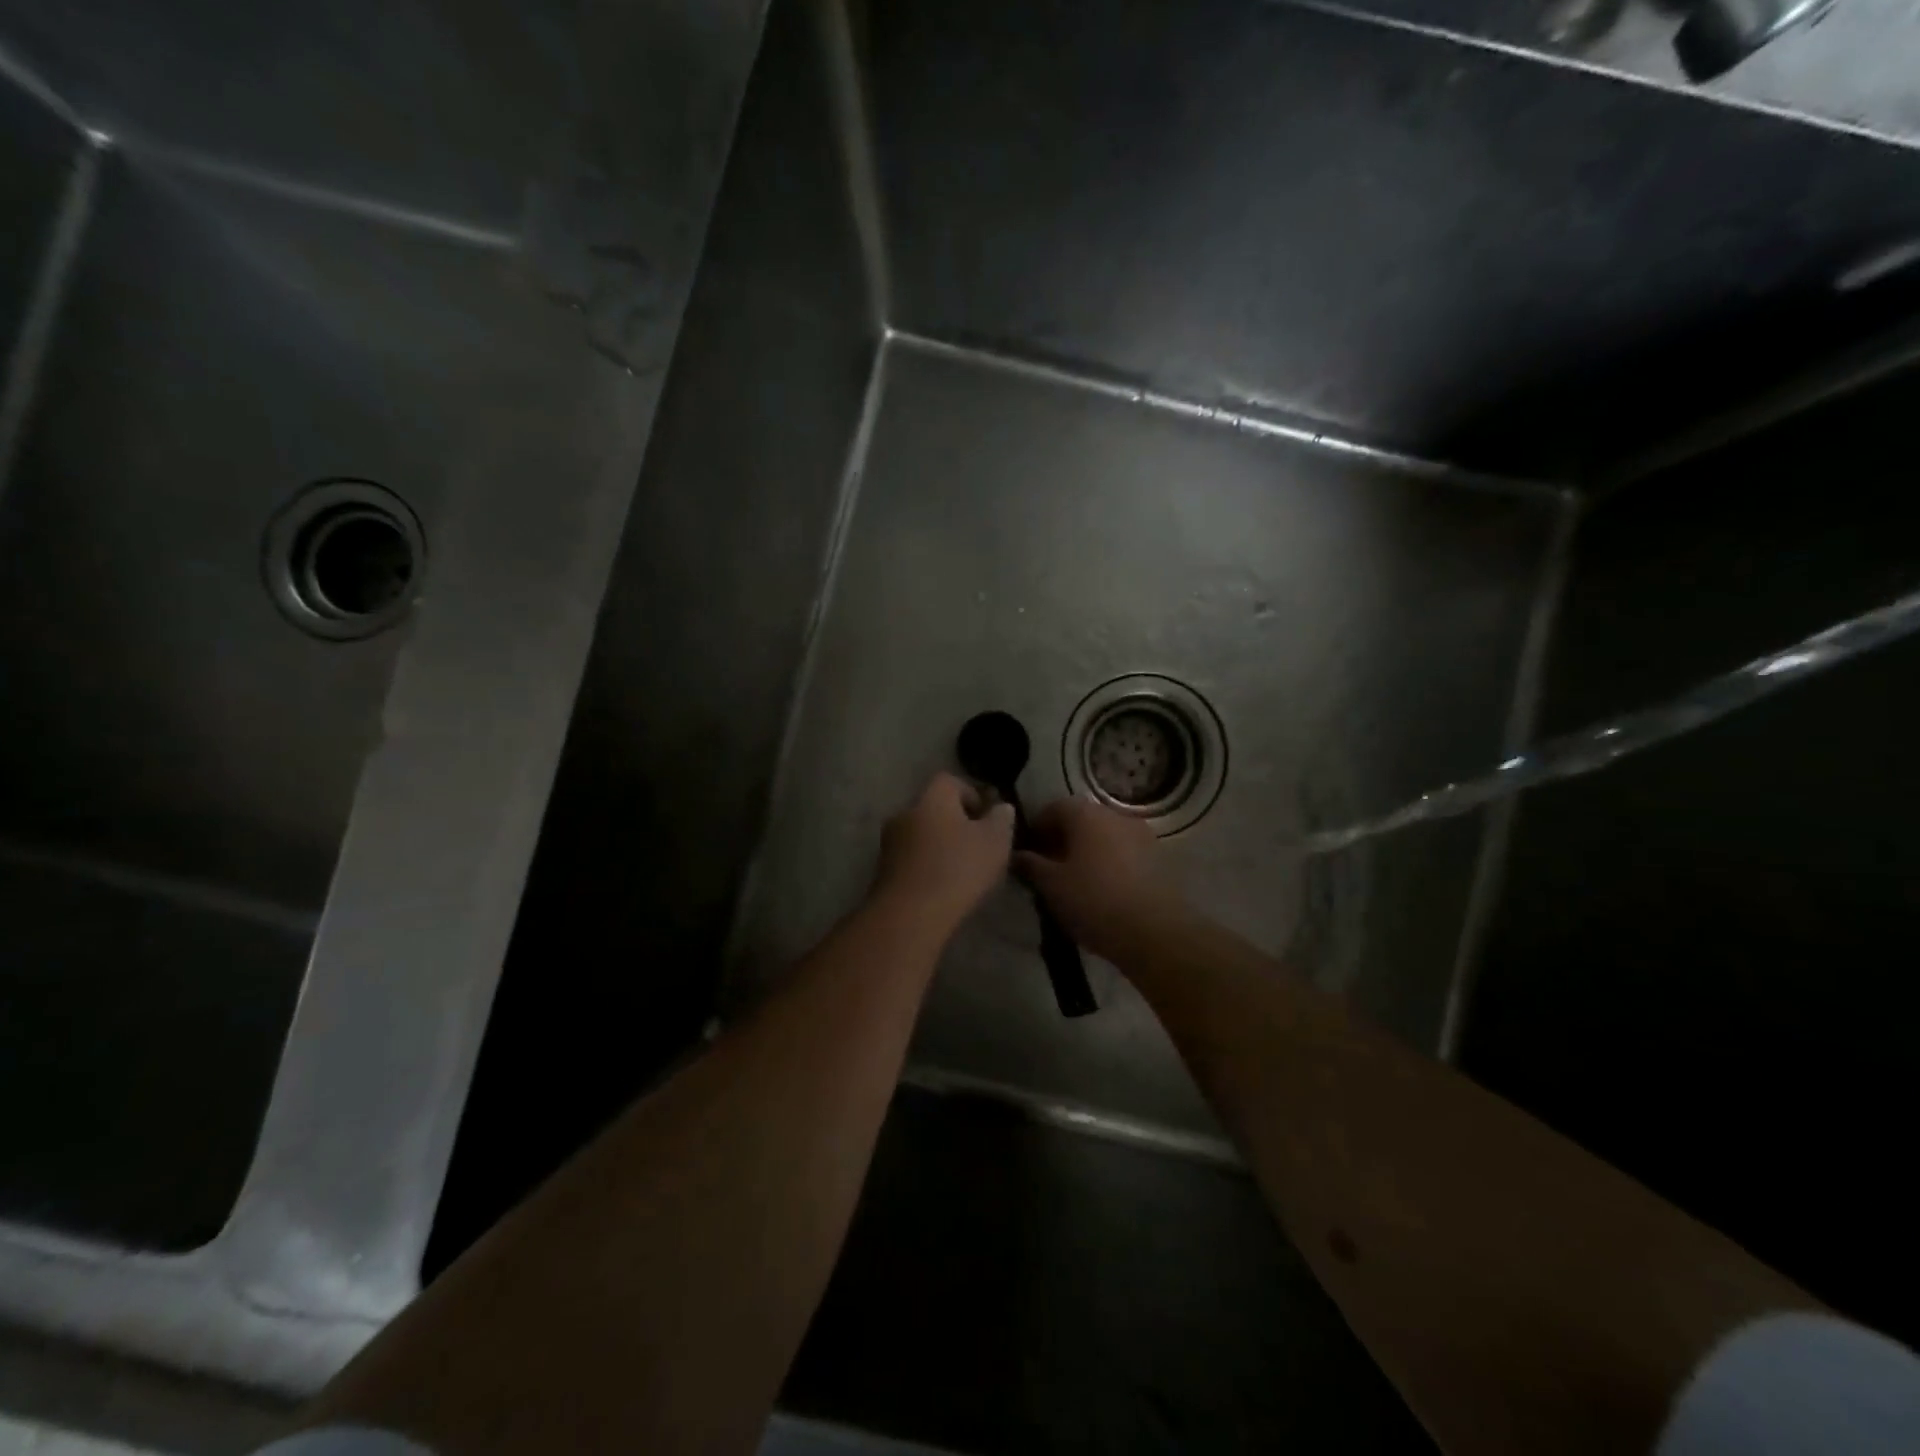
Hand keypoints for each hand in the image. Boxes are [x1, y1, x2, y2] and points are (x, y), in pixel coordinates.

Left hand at [873, 773, 1015, 936]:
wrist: (910, 914)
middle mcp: (905, 812)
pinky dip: (926, 865)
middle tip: (977, 846)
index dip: (971, 794)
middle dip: (955, 823)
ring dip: (939, 846)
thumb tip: (1001, 807)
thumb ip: (1001, 819)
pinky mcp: (883, 870)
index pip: (950, 781)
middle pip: (933, 808)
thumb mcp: (995, 841)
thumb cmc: (958, 868)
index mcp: (932, 797)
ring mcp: (889, 842)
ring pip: (921, 835)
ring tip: (962, 870)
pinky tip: (942, 886)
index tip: (987, 819)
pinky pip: (911, 858)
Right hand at [1013, 797, 1190, 964]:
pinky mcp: (1159, 856)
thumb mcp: (1051, 886)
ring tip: (1075, 883)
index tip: (1026, 855)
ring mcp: (1141, 834)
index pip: (1052, 808)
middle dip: (1061, 841)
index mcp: (1086, 814)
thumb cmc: (1094, 902)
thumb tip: (1017, 854)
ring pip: (1103, 837)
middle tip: (1048, 870)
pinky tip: (1103, 890)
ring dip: (1086, 852)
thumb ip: (1030, 865)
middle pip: (1080, 820)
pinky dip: (1108, 863)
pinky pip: (1123, 852)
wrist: (1156, 932)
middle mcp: (1115, 814)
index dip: (1035, 829)